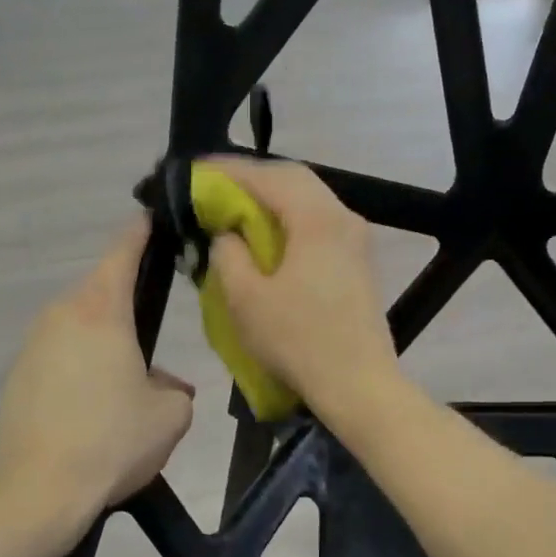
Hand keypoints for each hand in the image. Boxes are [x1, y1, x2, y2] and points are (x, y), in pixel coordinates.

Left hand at [0, 216, 194, 531]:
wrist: (37, 491)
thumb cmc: (111, 441)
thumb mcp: (170, 415)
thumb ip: (175, 388)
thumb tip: (162, 384)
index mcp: (101, 310)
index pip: (122, 250)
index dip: (140, 231)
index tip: (152, 218)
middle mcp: (61, 314)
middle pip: (100, 291)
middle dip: (127, 305)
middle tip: (153, 335)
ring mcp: (33, 344)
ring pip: (79, 326)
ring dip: (103, 342)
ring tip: (125, 384)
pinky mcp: (17, 375)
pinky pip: (59, 355)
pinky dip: (79, 367)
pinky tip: (93, 408)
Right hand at [205, 156, 399, 419]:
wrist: (359, 385)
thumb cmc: (298, 341)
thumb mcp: (245, 298)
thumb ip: (228, 254)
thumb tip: (227, 235)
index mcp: (317, 219)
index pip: (268, 176)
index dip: (228, 171)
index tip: (196, 172)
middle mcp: (343, 217)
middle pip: (294, 179)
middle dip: (251, 179)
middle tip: (214, 188)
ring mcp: (355, 239)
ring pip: (309, 200)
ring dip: (271, 199)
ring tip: (236, 210)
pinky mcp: (357, 260)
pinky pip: (318, 222)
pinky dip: (288, 219)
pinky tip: (267, 237)